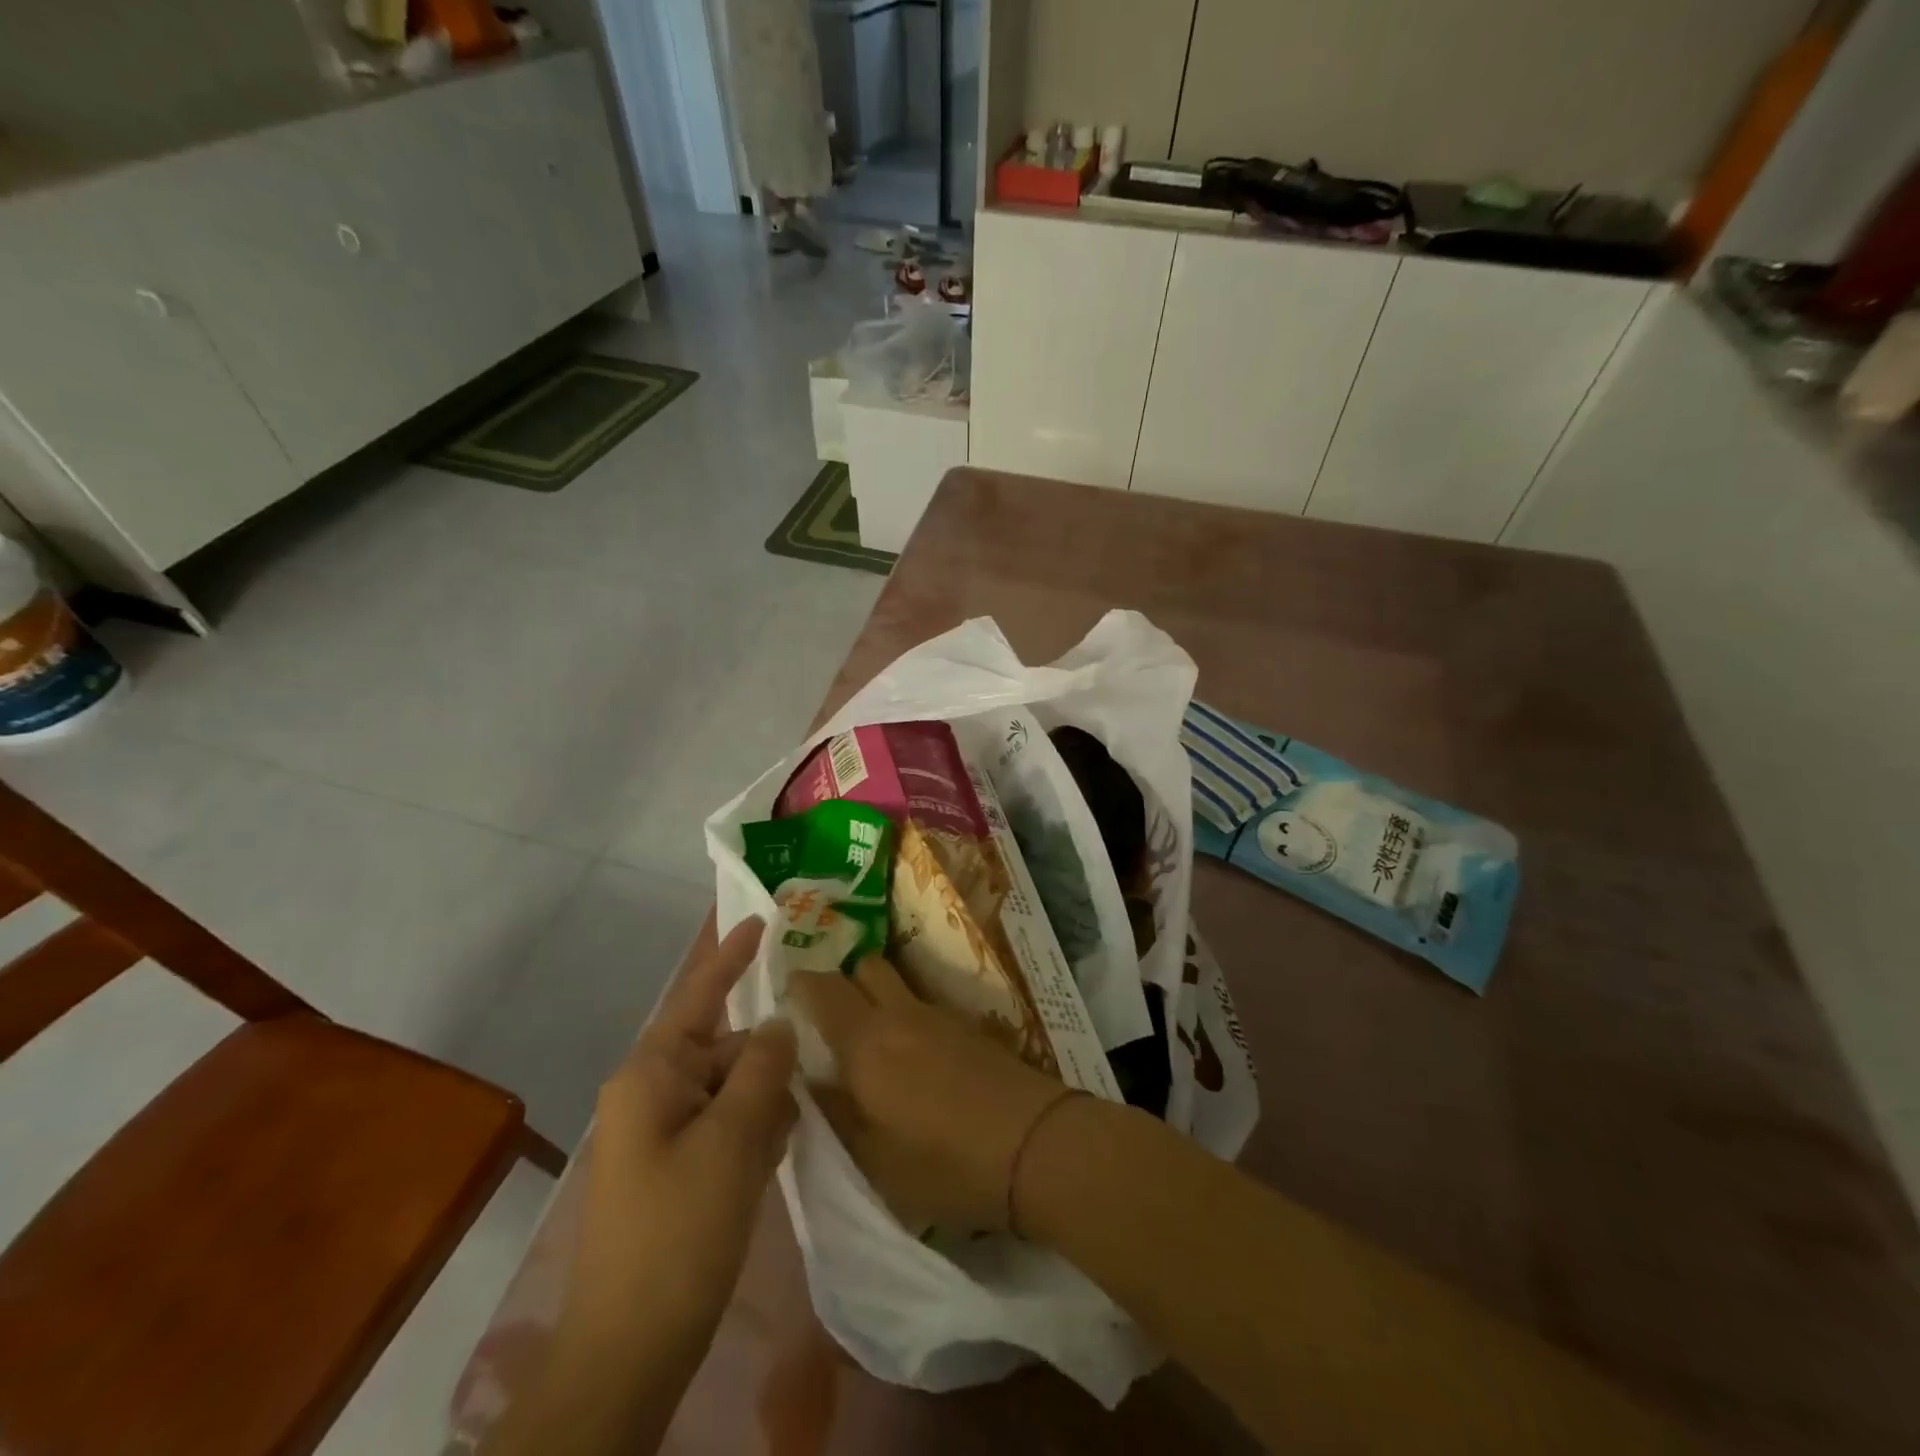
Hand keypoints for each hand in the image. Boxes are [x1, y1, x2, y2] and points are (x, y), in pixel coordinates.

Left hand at [568, 918, 797, 1349]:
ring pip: (730, 1089)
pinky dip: (752, 1133)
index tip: (762, 918)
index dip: (732, 955)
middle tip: (805, 1083)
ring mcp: (661, 1133)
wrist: (631, 1349)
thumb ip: (763, 1069)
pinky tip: (773, 1158)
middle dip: (766, 1061)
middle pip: (725, 1048)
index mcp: (652, 1073)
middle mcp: (652, 1092)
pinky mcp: (675, 1168)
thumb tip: (779, 1024)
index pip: (699, 994)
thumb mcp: (733, 1140)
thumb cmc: (679, 1231)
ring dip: (764, 1104)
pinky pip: (724, 1126)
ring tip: (788, 1134)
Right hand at [787, 955, 1067, 1232]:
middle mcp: (901, 1013)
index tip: (784, 998)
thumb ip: (834, 1112)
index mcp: (867, 1040)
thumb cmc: (944, 1163)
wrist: (1035, 1146)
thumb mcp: (873, 1158)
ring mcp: (940, 1015)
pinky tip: (911, 1055)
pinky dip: (907, 1015)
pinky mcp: (969, 1028)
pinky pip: (924, 1004)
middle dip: (842, 981)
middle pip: (865, 967)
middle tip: (826, 1017)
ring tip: (868, 1038)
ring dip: (877, 995)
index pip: (823, 988)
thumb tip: (805, 1080)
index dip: (799, 985)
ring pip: (897, 983)